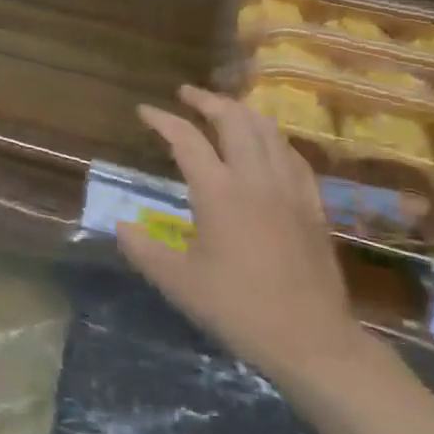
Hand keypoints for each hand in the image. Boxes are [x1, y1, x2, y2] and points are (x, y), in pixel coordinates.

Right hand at [118, 85, 363, 382]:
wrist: (310, 340)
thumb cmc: (238, 308)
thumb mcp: (178, 283)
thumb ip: (143, 250)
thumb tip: (120, 226)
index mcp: (218, 191)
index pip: (186, 139)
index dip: (162, 120)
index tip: (144, 111)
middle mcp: (255, 178)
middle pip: (233, 120)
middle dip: (207, 100)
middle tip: (187, 94)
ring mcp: (289, 189)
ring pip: (267, 131)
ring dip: (242, 112)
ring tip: (224, 108)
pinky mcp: (312, 205)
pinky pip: (293, 155)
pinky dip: (273, 138)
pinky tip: (267, 143)